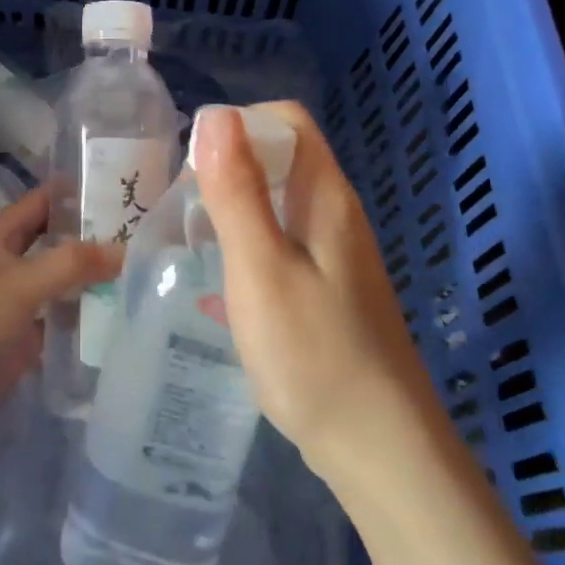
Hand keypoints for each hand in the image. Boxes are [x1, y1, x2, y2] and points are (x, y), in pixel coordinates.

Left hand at [0, 188, 119, 435]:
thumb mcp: (19, 283)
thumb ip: (71, 264)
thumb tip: (124, 249)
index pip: (41, 203)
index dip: (73, 192)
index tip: (118, 185)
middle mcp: (8, 265)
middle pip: (54, 242)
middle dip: (90, 237)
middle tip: (142, 231)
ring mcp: (16, 304)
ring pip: (60, 282)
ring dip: (91, 277)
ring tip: (144, 269)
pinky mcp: (23, 340)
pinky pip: (59, 320)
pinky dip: (84, 316)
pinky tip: (120, 314)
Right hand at [193, 102, 431, 467]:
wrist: (380, 450)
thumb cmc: (314, 354)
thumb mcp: (261, 268)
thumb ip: (237, 192)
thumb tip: (214, 115)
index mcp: (326, 197)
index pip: (286, 121)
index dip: (238, 126)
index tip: (194, 167)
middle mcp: (336, 215)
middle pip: (280, 158)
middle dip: (227, 168)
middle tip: (184, 209)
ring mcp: (335, 254)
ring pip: (278, 203)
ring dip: (233, 209)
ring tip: (193, 242)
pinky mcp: (328, 289)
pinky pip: (281, 242)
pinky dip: (247, 246)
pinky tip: (222, 285)